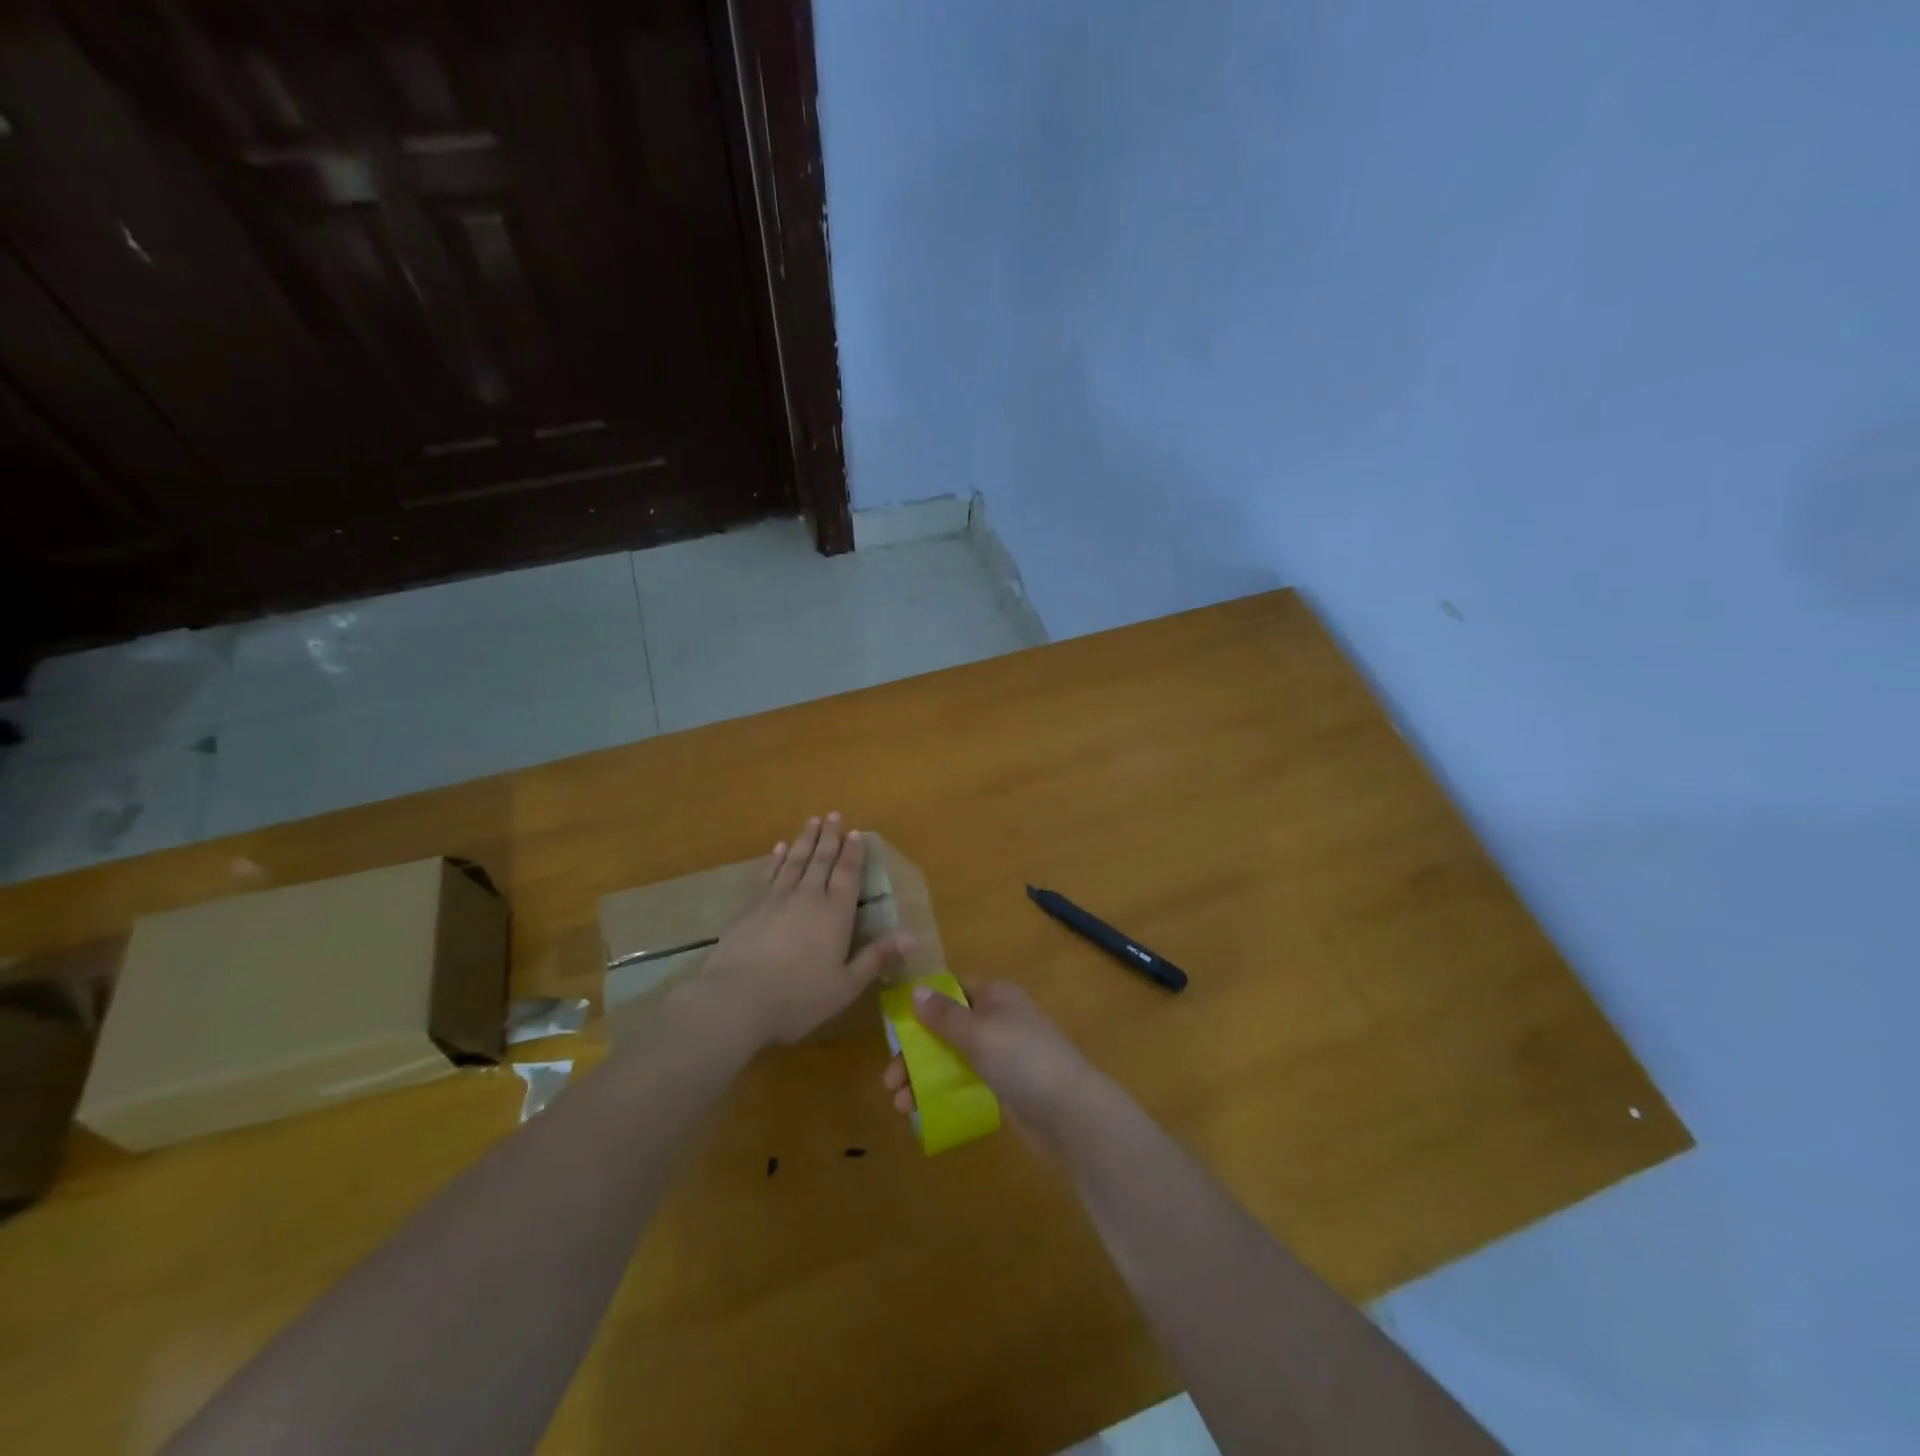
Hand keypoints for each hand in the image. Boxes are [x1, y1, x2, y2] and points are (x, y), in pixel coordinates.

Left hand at [690, 813, 909, 1048]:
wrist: (736, 999)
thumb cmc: (799, 997)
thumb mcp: (846, 985)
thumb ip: (876, 958)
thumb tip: (910, 936)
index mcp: (835, 913)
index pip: (847, 874)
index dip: (853, 853)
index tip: (856, 832)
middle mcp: (808, 897)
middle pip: (821, 860)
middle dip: (829, 837)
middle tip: (834, 814)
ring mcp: (776, 899)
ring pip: (794, 861)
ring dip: (804, 840)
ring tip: (812, 821)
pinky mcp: (750, 908)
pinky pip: (768, 874)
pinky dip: (775, 859)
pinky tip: (778, 849)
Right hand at [882, 980, 1100, 1150]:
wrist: (1068, 1111)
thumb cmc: (1020, 1058)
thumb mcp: (977, 1031)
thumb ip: (944, 1014)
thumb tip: (916, 990)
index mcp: (995, 995)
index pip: (953, 989)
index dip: (924, 1004)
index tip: (896, 1027)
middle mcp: (998, 1018)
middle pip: (947, 1027)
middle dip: (916, 1052)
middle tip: (890, 1079)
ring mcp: (1003, 1053)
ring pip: (953, 1058)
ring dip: (923, 1077)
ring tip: (899, 1104)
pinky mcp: (1005, 1086)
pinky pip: (965, 1081)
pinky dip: (943, 1092)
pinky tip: (920, 1112)